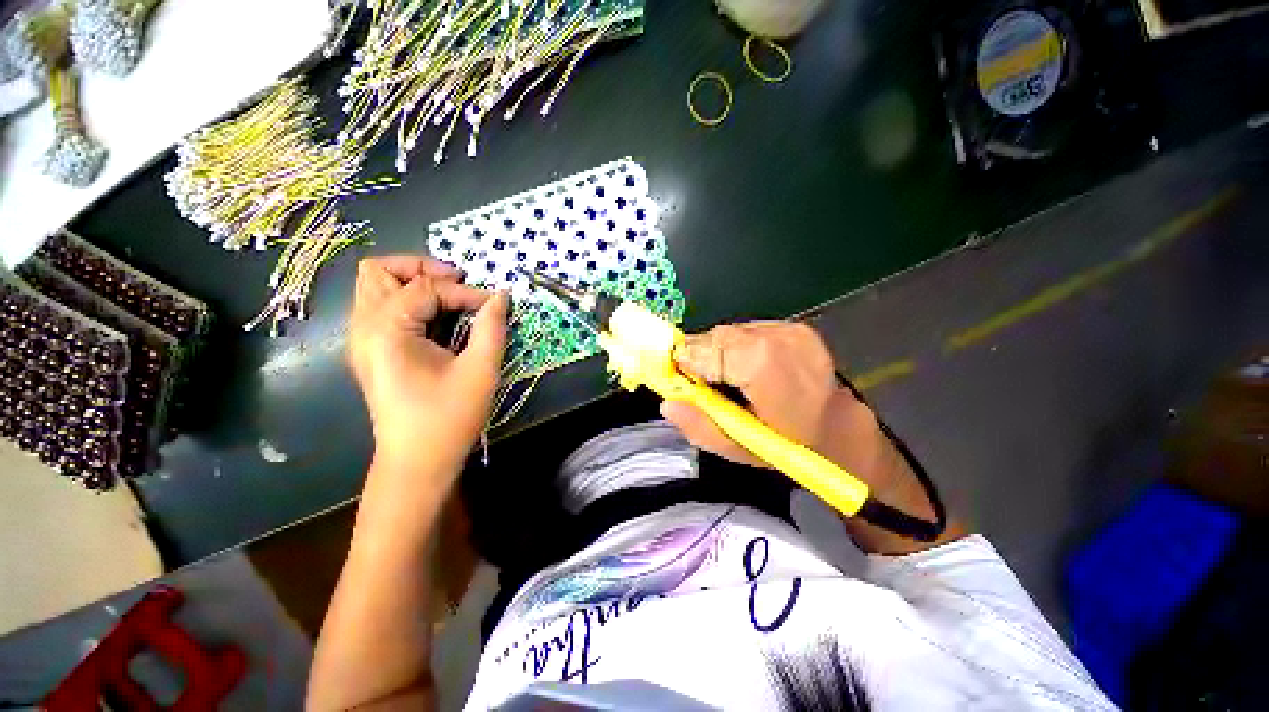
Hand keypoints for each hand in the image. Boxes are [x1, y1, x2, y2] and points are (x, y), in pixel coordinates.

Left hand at [348, 256, 508, 479]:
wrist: (417, 462)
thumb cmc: (449, 418)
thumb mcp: (480, 371)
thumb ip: (492, 328)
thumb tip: (500, 296)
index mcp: (387, 331)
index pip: (426, 288)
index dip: (465, 291)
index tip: (494, 304)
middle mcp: (364, 328)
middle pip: (378, 271)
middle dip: (422, 268)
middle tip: (458, 283)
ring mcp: (362, 340)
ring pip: (375, 287)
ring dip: (413, 283)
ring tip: (449, 297)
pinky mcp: (370, 352)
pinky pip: (382, 308)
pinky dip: (409, 301)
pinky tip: (437, 319)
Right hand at [661, 322, 909, 494]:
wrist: (839, 427)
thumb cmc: (789, 445)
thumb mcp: (740, 448)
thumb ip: (700, 426)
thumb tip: (667, 403)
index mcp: (767, 368)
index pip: (711, 350)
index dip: (689, 360)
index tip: (676, 375)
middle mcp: (780, 340)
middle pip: (719, 337)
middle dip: (701, 356)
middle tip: (699, 380)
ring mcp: (790, 329)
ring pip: (731, 331)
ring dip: (718, 351)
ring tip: (724, 377)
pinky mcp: (794, 326)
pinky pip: (747, 330)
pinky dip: (736, 346)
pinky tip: (744, 367)